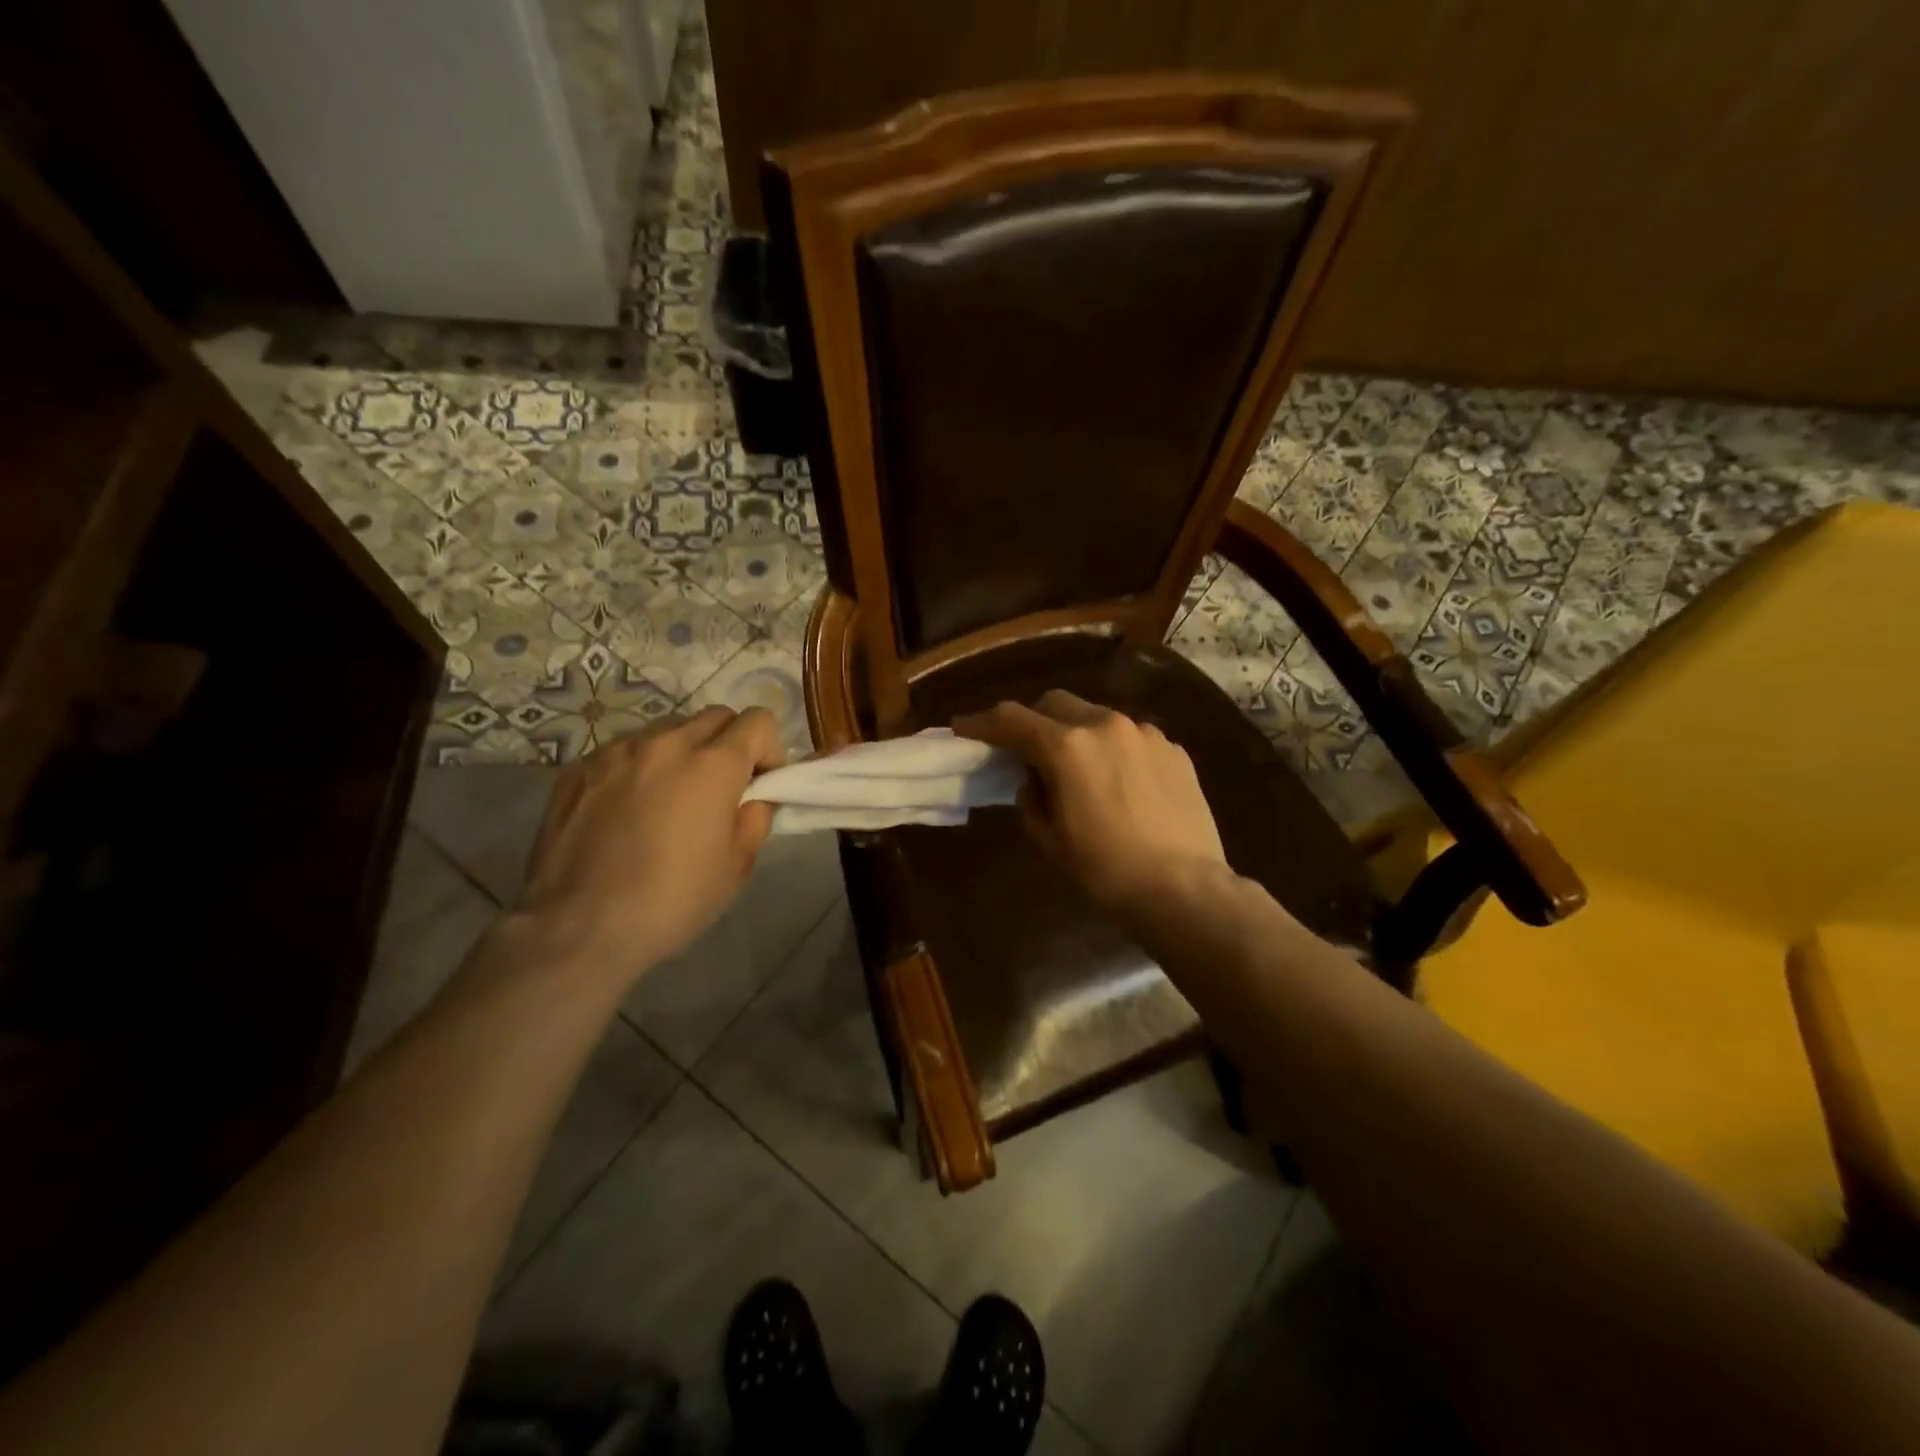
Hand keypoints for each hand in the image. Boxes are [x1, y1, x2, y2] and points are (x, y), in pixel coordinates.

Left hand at [517, 706, 785, 978]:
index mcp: (713, 765)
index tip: (761, 785)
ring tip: (671, 797)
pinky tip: (628, 810)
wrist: (578, 927)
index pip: (759, 721)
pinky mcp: (579, 768)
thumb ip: (756, 817)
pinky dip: (640, 767)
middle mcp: (666, 743)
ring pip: (668, 729)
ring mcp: (616, 751)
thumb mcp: (737, 867)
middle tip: (722, 789)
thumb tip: (753, 797)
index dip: (770, 750)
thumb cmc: (672, 901)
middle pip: (715, 717)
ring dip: (683, 751)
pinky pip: (625, 751)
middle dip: (730, 744)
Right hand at [954, 690, 1229, 909]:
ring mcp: (1145, 733)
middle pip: (1055, 703)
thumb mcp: (1050, 840)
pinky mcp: (1174, 749)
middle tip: (1025, 751)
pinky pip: (1130, 737)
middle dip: (1033, 721)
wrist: (1184, 889)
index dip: (982, 722)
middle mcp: (1106, 725)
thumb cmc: (1106, 870)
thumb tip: (1034, 779)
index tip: (963, 728)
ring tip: (1079, 769)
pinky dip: (1113, 749)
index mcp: (1067, 747)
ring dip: (1076, 732)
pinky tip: (1120, 782)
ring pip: (1096, 716)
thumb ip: (1031, 798)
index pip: (1011, 719)